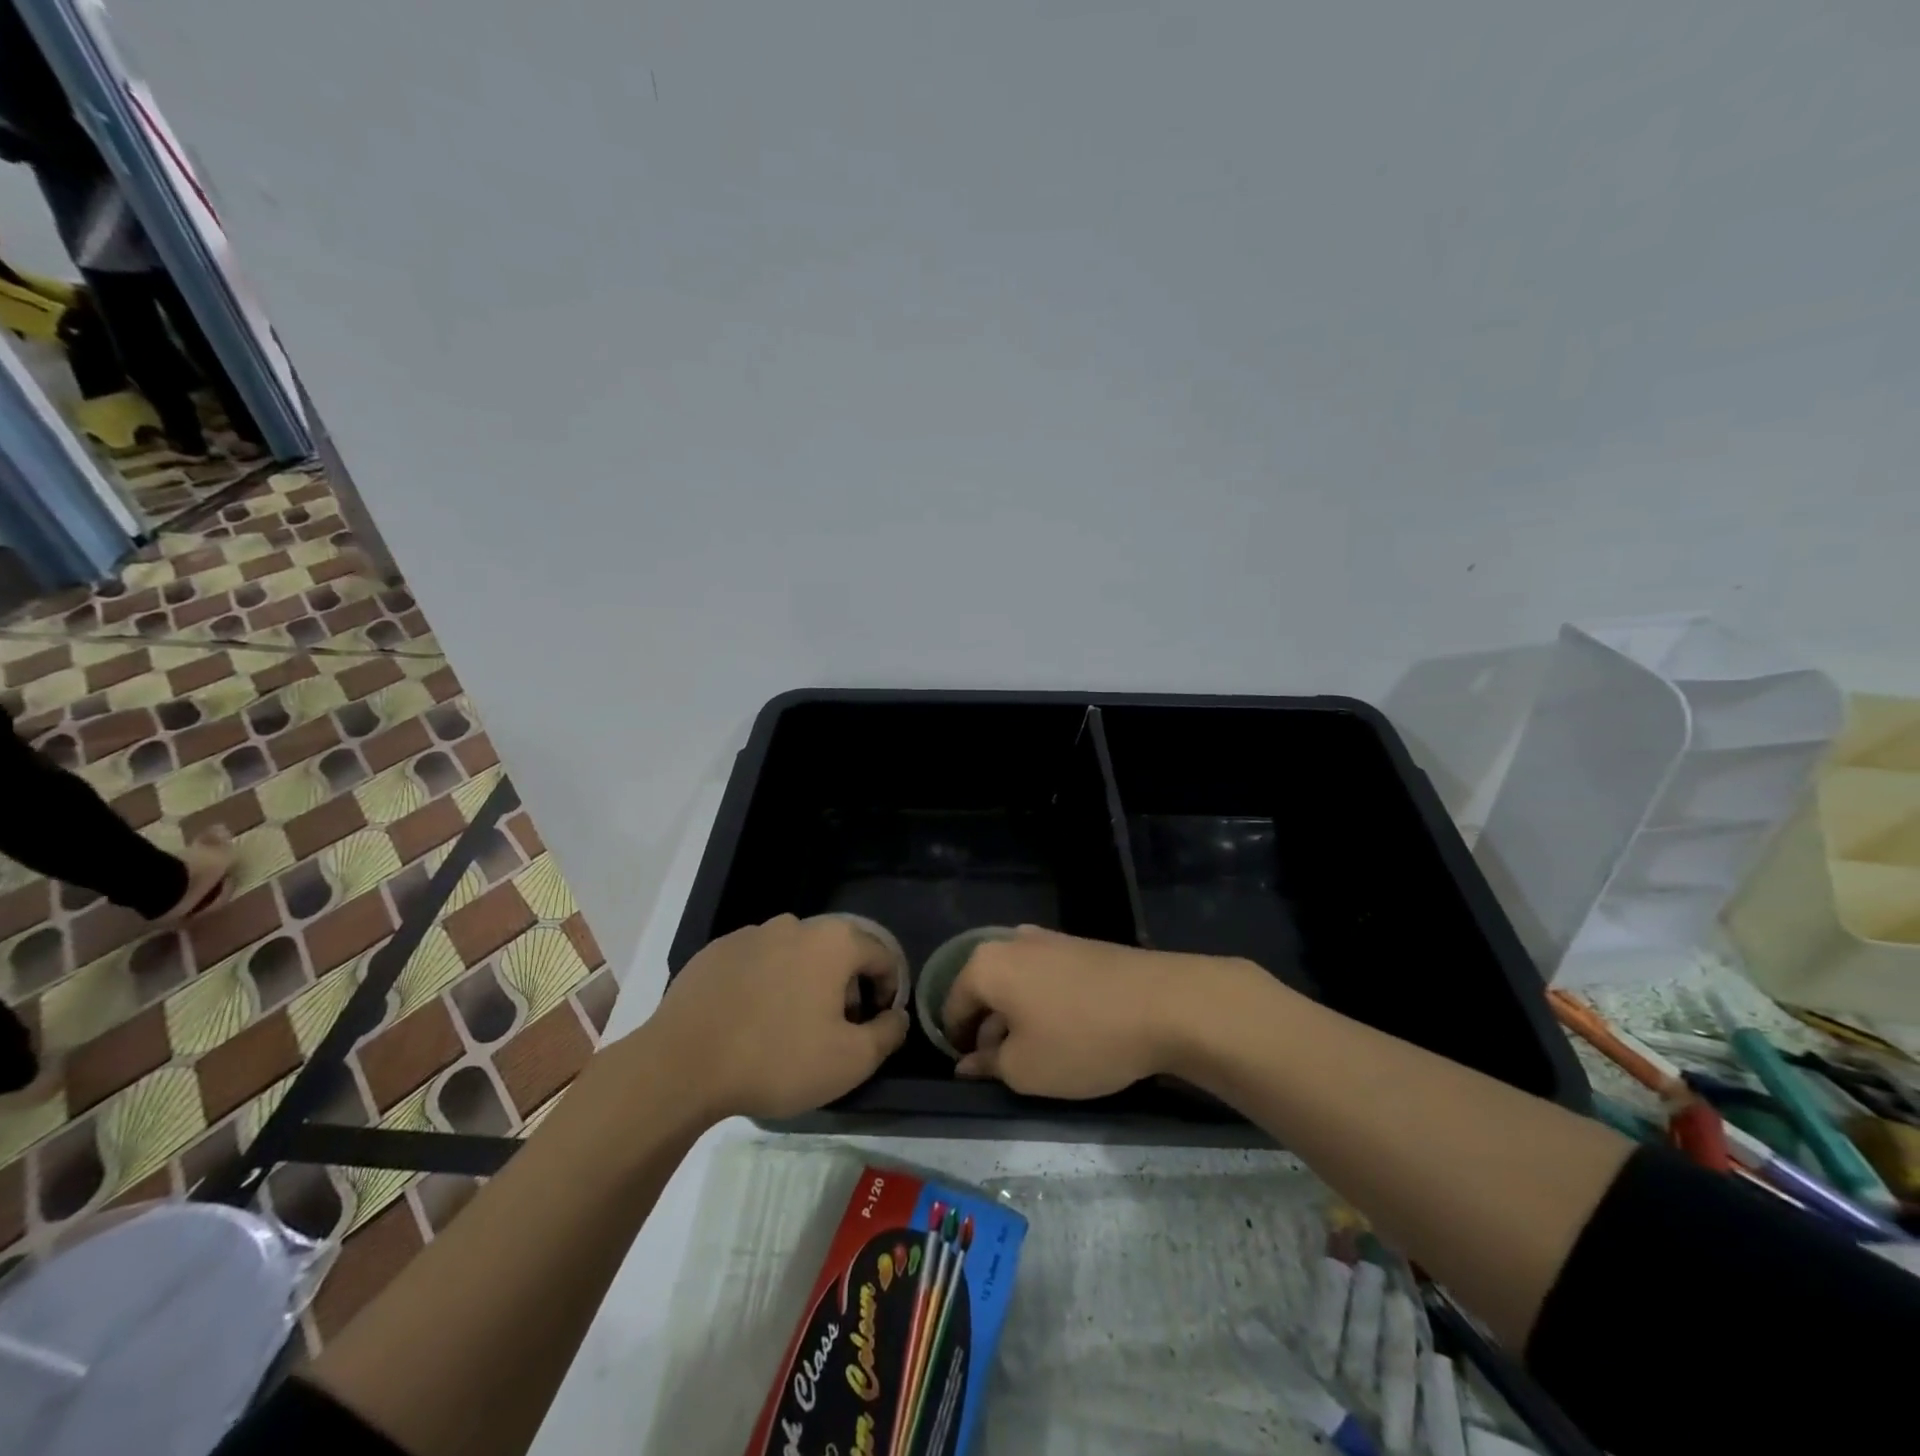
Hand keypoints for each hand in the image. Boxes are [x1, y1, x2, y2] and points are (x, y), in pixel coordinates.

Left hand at [648, 914, 908, 1119]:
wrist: (682, 1065)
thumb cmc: (777, 1059)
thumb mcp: (850, 1061)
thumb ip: (888, 1033)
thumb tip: (897, 1015)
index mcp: (834, 941)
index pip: (882, 956)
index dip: (888, 991)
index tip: (875, 1026)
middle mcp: (796, 924)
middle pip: (838, 952)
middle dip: (845, 987)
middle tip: (833, 1031)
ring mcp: (752, 933)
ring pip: (796, 955)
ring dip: (804, 983)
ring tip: (788, 1028)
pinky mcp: (717, 950)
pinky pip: (758, 963)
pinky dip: (765, 984)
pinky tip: (750, 1021)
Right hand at [940, 927, 1250, 1097]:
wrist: (1164, 1003)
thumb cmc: (1081, 1039)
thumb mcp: (1025, 1069)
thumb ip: (988, 1066)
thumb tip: (967, 1063)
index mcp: (986, 965)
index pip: (952, 1007)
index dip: (956, 1045)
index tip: (973, 1075)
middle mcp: (1012, 942)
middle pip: (985, 991)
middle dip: (989, 1031)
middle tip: (1007, 1070)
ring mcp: (1050, 939)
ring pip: (1018, 984)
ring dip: (1019, 1018)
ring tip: (1042, 1055)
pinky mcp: (1081, 946)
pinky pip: (1047, 978)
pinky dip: (1046, 1004)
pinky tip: (1069, 1032)